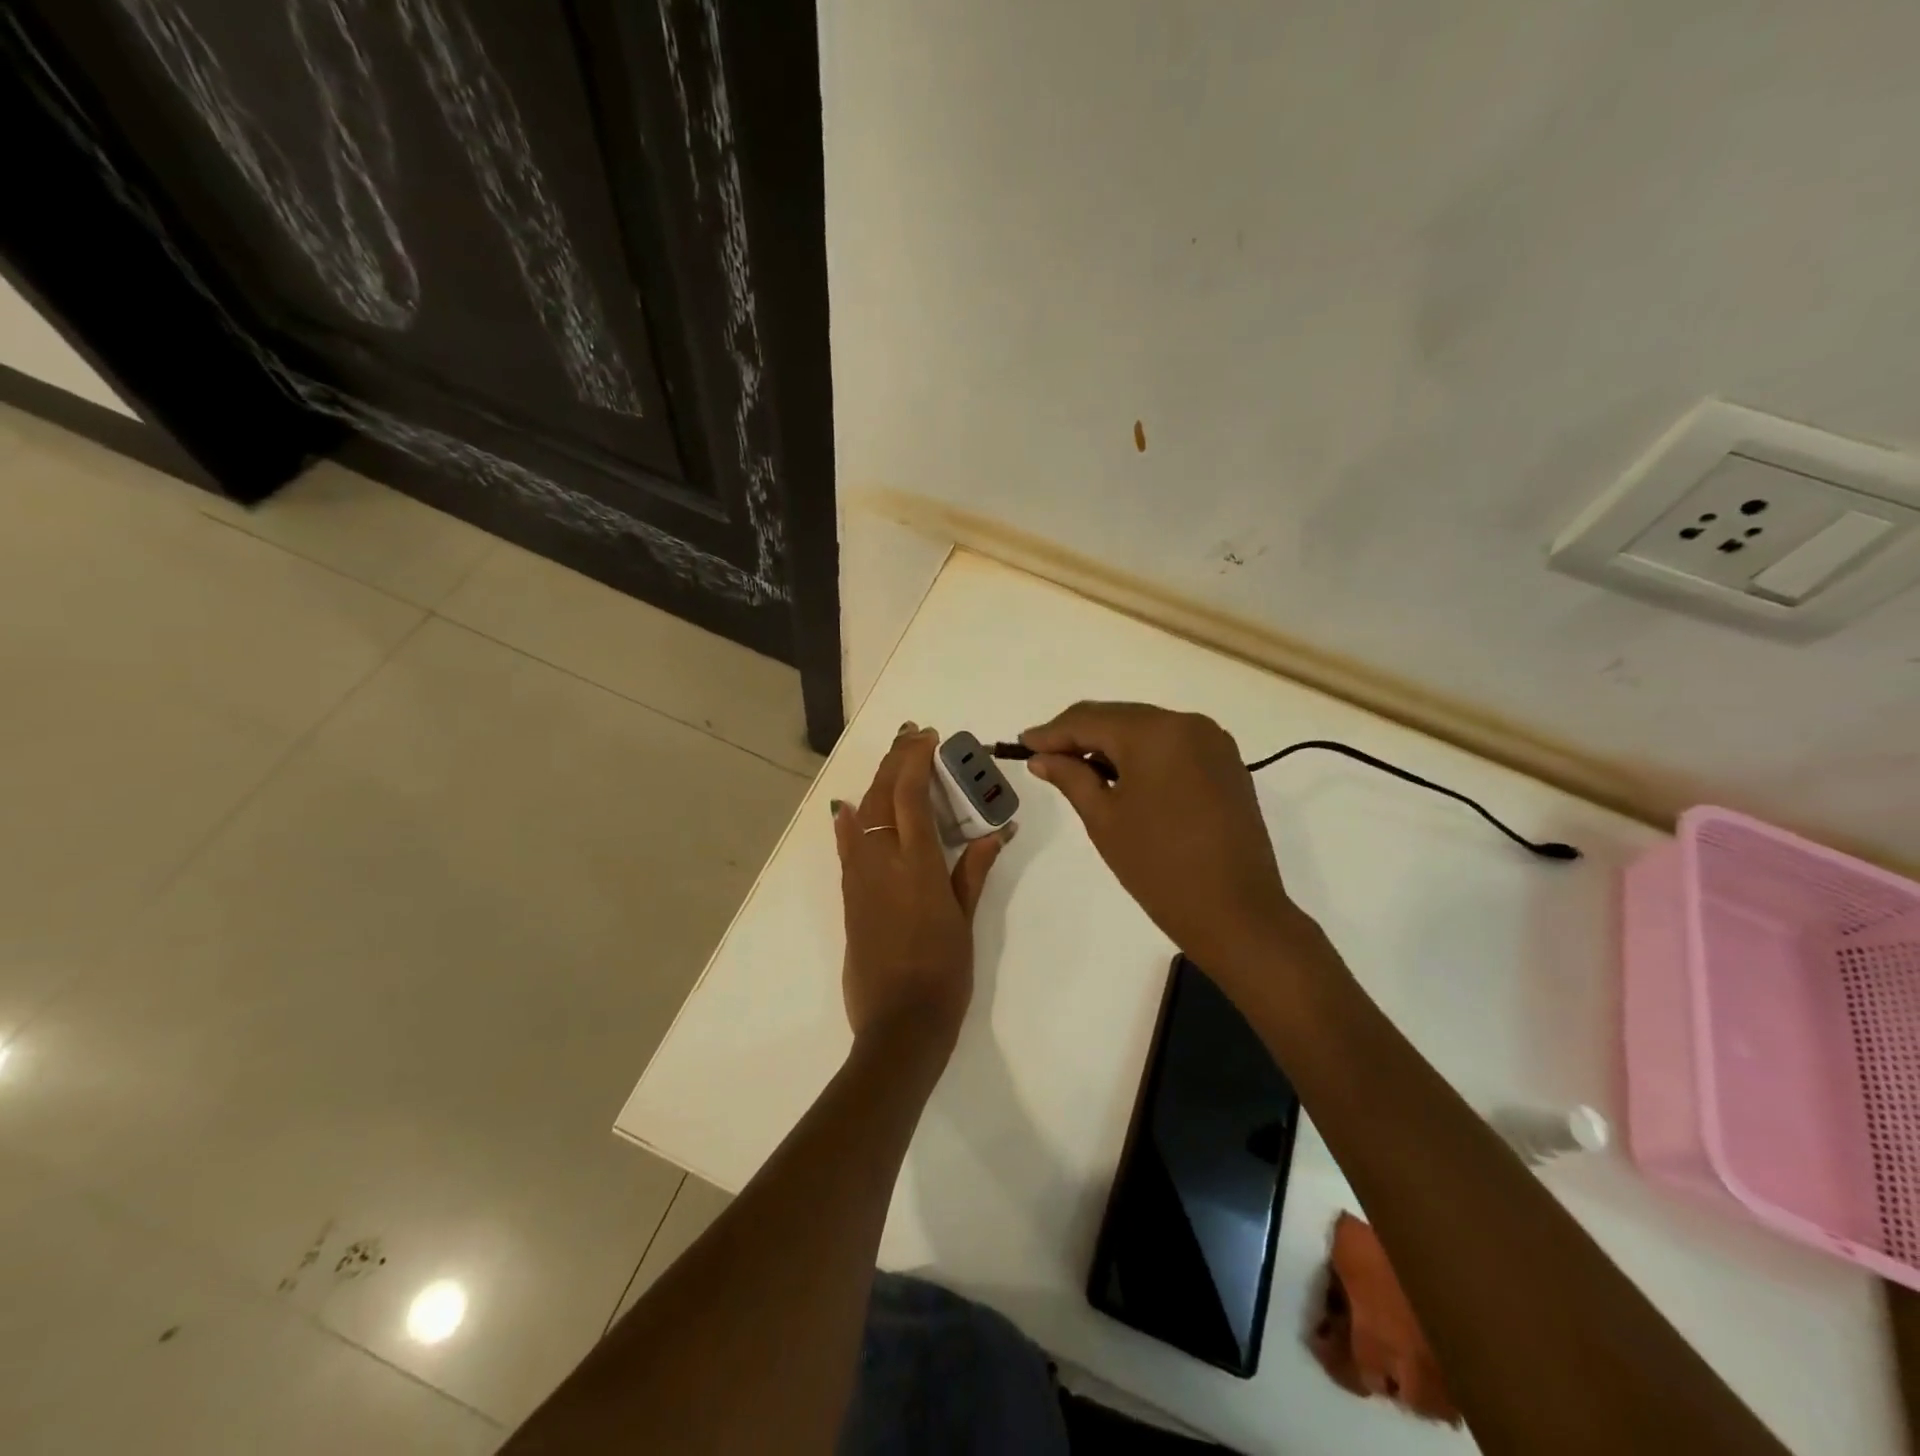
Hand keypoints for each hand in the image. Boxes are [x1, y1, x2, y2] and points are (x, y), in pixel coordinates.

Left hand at [833, 723, 1009, 1054]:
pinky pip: (846, 846)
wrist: (899, 1024)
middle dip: (895, 759)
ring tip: (893, 761)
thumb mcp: (966, 919)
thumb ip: (976, 869)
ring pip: (861, 814)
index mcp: (917, 864)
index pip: (909, 794)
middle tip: (911, 735)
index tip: (927, 736)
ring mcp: (859, 878)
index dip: (915, 759)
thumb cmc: (944, 973)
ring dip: (876, 782)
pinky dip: (850, 820)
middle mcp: (881, 861)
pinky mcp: (848, 896)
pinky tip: (850, 808)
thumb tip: (999, 831)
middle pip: (881, 795)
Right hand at [1021, 702, 1307, 975]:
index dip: (1052, 732)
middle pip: (1119, 717)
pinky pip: (1173, 744)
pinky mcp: (1226, 763)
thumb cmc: (1159, 867)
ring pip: (1146, 728)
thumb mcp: (1104, 819)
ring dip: (1111, 743)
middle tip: (1044, 755)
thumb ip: (1070, 777)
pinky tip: (1121, 775)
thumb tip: (1042, 757)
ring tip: (1078, 768)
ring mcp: (1213, 742)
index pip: (1089, 720)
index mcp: (1154, 732)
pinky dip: (1142, 754)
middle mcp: (1187, 723)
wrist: (1236, 912)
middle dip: (1080, 734)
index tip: (1022, 743)